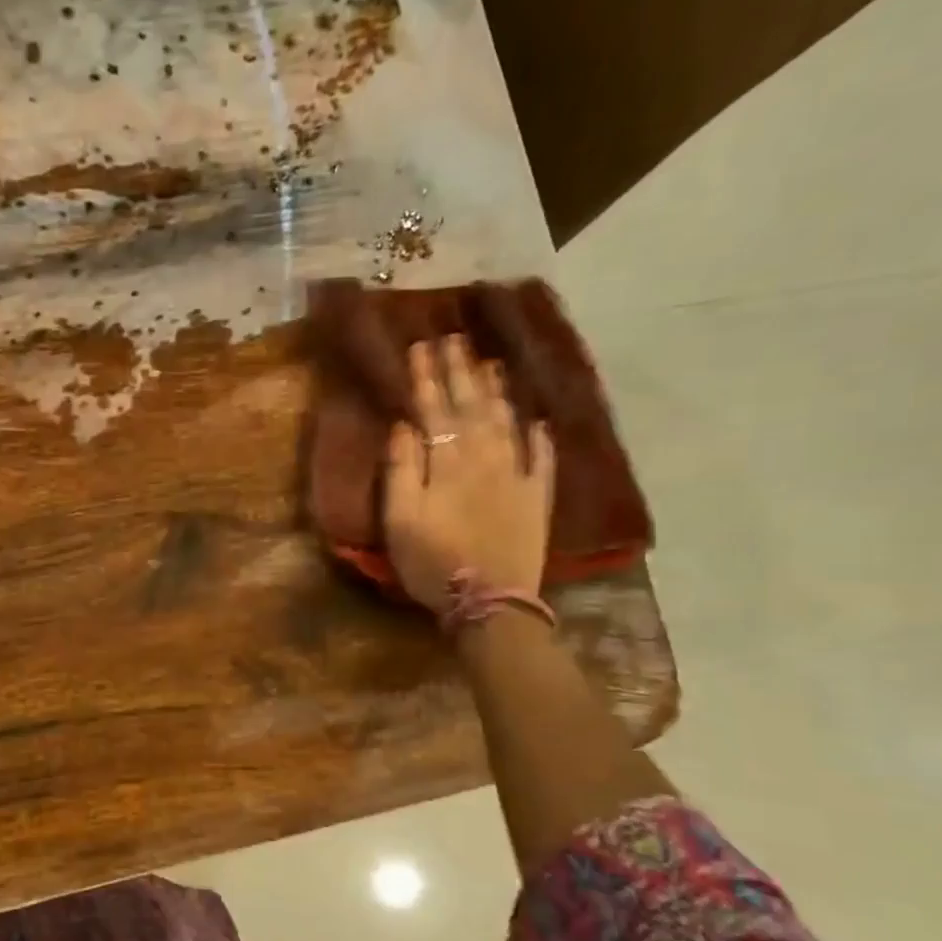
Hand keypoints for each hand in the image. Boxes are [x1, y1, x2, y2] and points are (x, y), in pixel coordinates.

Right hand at [383, 336, 554, 613]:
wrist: (490, 602)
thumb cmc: (432, 562)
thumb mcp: (400, 519)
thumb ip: (401, 470)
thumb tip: (404, 425)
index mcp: (448, 463)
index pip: (435, 410)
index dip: (427, 377)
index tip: (421, 345)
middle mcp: (486, 459)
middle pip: (472, 407)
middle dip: (460, 371)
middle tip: (454, 338)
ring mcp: (516, 476)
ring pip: (506, 423)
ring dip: (497, 391)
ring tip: (490, 363)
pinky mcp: (537, 498)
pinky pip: (541, 459)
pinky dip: (539, 437)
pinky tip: (537, 420)